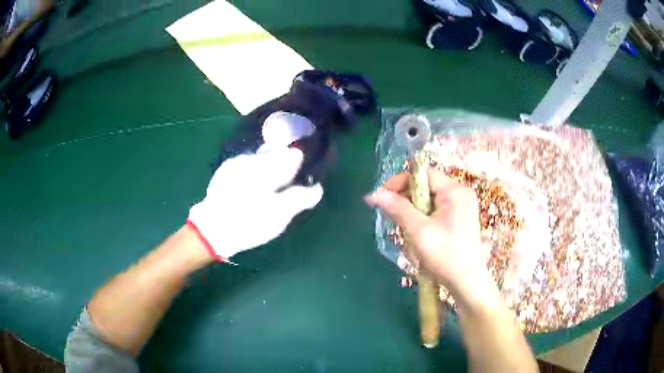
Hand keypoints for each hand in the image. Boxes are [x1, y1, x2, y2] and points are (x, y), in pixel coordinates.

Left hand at [188, 148, 322, 260]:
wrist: (211, 230)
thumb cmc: (249, 222)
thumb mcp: (280, 214)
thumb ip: (300, 198)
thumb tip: (317, 188)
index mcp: (267, 166)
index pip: (292, 155)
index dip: (300, 163)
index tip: (304, 174)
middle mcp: (252, 159)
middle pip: (275, 155)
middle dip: (284, 166)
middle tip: (289, 184)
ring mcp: (236, 164)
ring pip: (260, 160)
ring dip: (269, 170)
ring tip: (271, 189)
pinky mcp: (225, 173)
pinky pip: (247, 167)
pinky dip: (255, 174)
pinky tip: (253, 190)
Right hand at [366, 170, 497, 305]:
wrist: (467, 283)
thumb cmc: (446, 255)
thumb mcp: (419, 231)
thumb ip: (398, 209)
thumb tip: (374, 193)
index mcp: (455, 191)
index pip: (423, 174)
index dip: (401, 181)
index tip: (382, 195)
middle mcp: (459, 194)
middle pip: (425, 187)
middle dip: (405, 200)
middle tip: (390, 215)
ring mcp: (460, 208)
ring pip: (427, 201)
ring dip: (412, 212)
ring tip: (403, 229)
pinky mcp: (457, 220)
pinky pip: (433, 212)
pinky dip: (421, 220)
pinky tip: (415, 235)